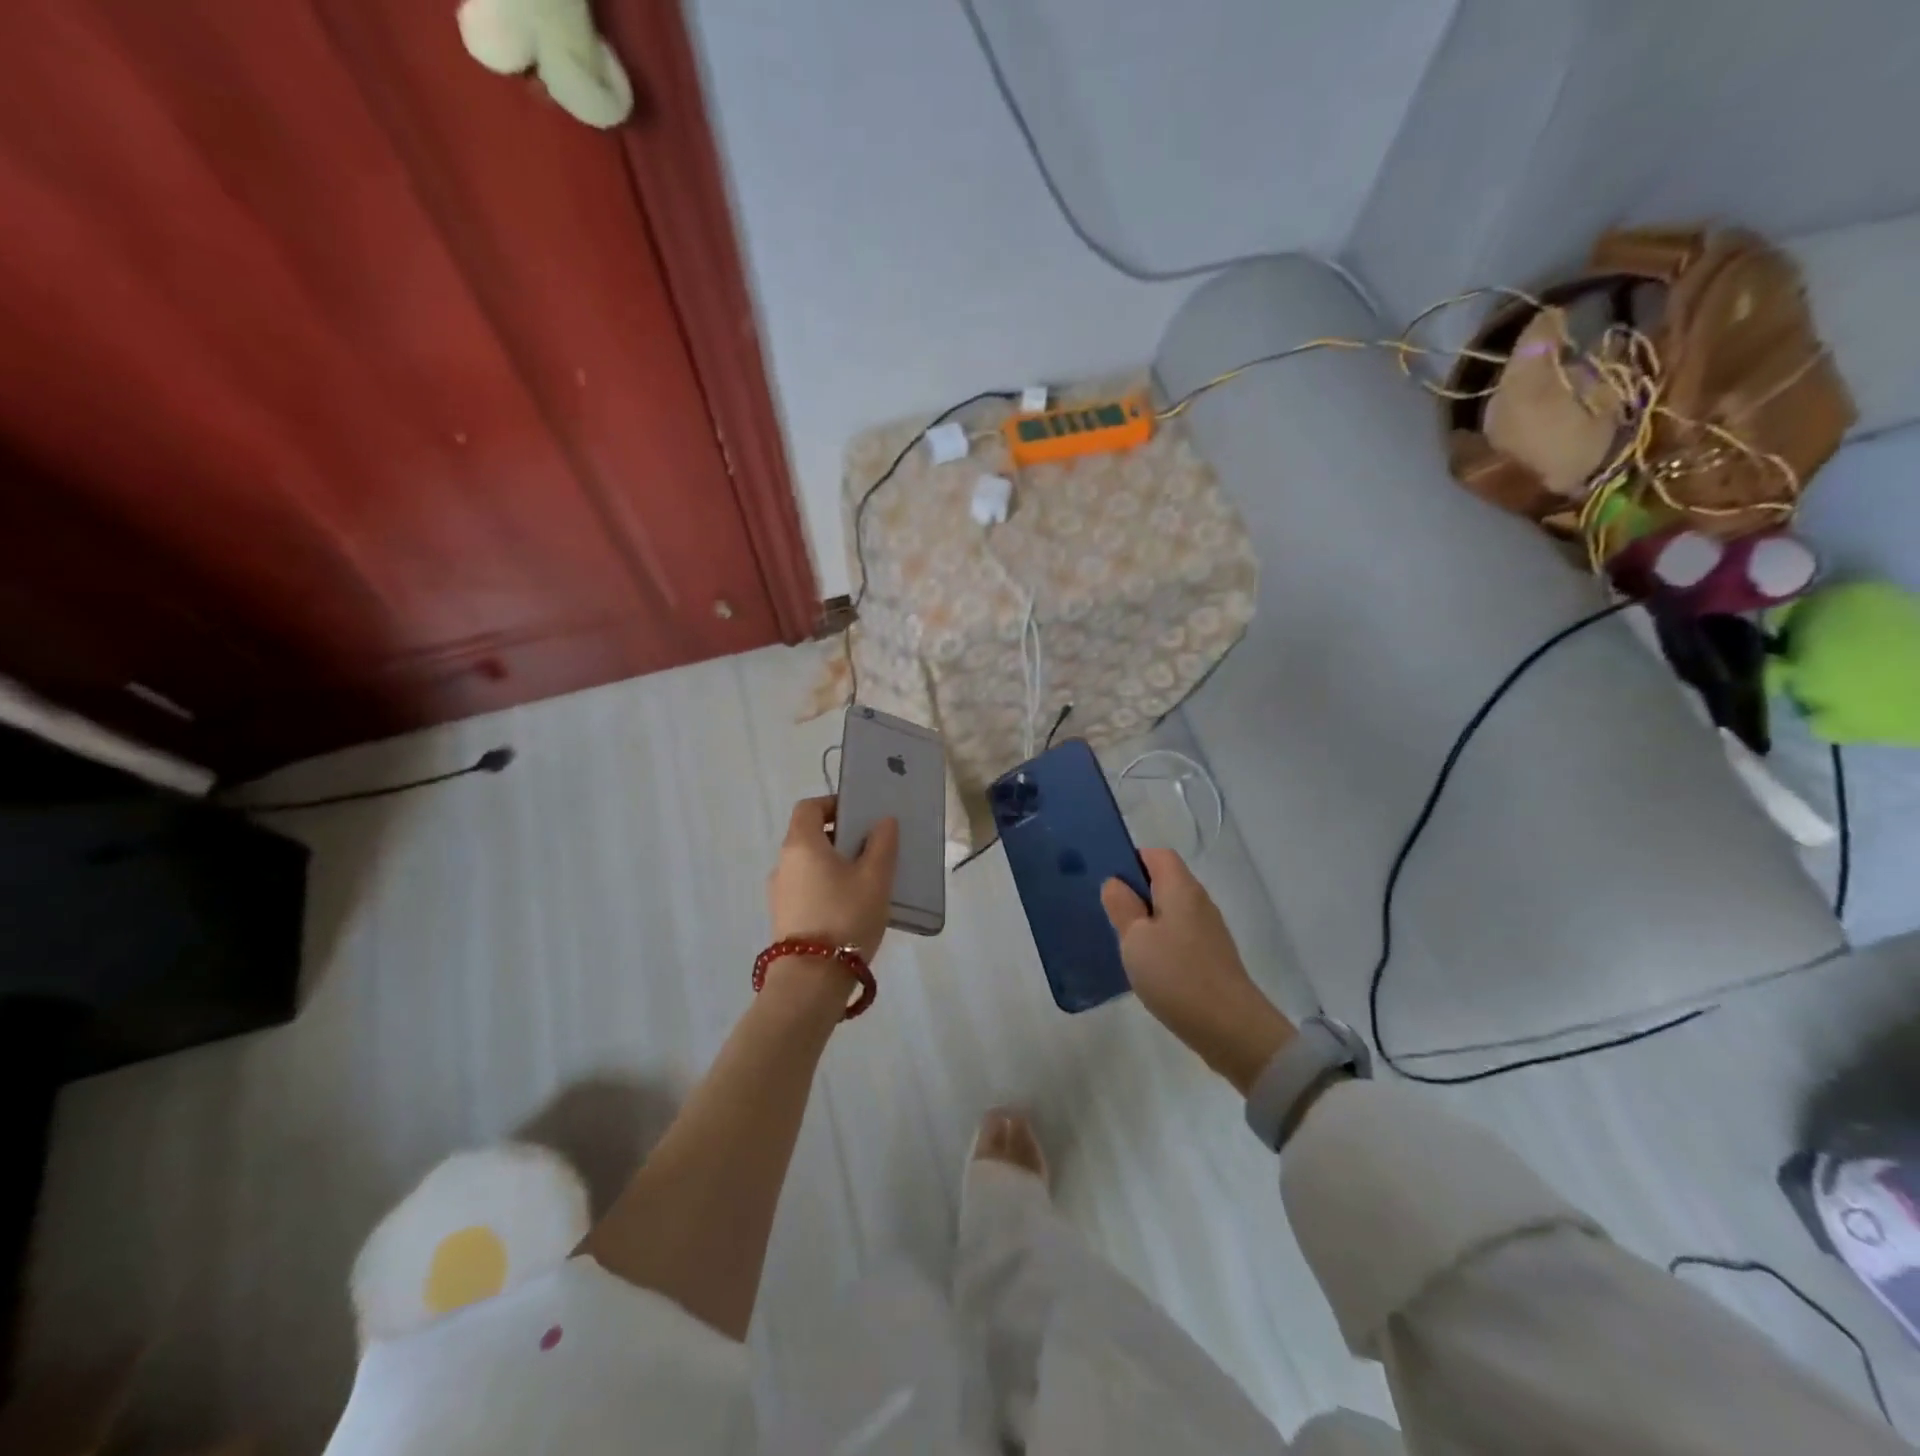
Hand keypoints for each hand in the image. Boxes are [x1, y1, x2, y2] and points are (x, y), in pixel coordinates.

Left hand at [767, 796, 897, 964]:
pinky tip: (851, 907)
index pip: (809, 807)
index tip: (859, 815)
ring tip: (866, 882)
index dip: (833, 804)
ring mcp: (779, 892)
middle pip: (809, 836)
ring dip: (834, 864)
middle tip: (872, 849)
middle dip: (840, 837)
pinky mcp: (783, 917)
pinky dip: (826, 887)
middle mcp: (783, 863)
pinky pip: (806, 889)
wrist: (812, 979)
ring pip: (809, 865)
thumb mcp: (875, 878)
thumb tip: (883, 821)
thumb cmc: (846, 916)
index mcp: (801, 844)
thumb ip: (882, 844)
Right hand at [1101, 849, 1296, 1094]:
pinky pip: (1179, 935)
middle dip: (1135, 892)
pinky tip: (1146, 966)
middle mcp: (1199, 901)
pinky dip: (1160, 942)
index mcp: (1181, 888)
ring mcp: (1208, 930)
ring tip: (1121, 942)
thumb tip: (1115, 883)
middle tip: (1107, 914)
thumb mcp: (1135, 938)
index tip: (1108, 884)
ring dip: (1146, 920)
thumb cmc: (1176, 975)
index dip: (1130, 861)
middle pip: (1164, 881)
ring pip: (1170, 911)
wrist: (1230, 1028)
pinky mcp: (1211, 956)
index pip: (1156, 855)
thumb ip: (1122, 906)